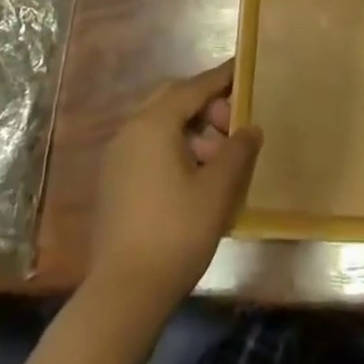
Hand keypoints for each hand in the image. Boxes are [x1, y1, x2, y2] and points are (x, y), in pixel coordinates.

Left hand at [88, 60, 261, 308]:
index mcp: (153, 123)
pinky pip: (149, 147)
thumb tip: (250, 129)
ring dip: (191, 129)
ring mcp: (117, 158)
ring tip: (219, 158)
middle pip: (172, 100)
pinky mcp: (114, 183)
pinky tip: (195, 176)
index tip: (243, 69)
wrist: (124, 294)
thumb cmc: (176, 232)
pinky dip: (174, 147)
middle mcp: (130, 130)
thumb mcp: (217, 189)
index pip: (193, 87)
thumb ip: (238, 151)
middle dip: (205, 105)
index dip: (221, 78)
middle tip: (233, 124)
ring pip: (160, 125)